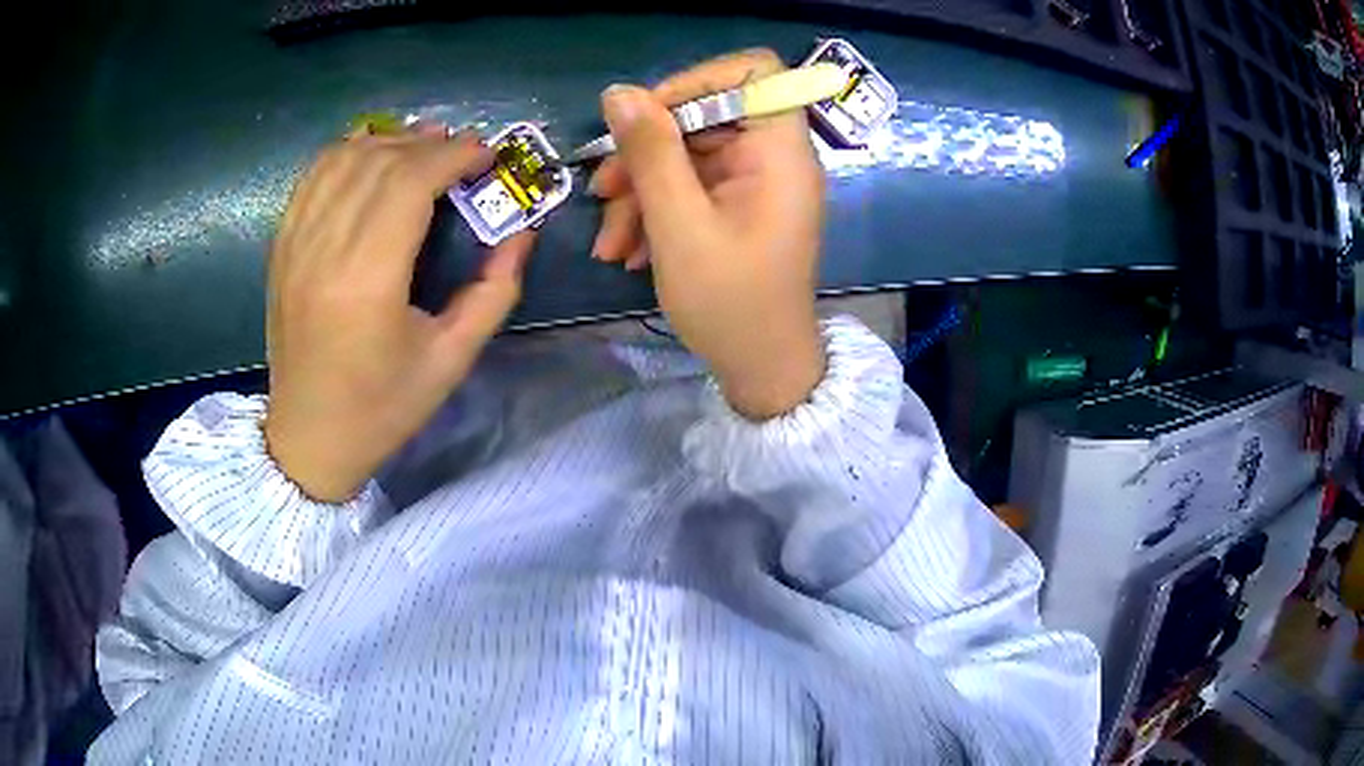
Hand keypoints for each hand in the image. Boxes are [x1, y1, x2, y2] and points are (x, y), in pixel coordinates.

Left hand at [265, 125, 534, 501]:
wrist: (309, 438)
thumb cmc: (382, 407)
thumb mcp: (452, 360)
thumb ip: (494, 292)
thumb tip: (522, 235)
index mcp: (368, 281)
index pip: (409, 183)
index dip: (453, 156)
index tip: (487, 155)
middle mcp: (325, 250)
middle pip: (379, 163)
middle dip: (429, 144)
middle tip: (463, 152)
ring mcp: (295, 246)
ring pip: (342, 160)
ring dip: (388, 142)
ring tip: (422, 147)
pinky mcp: (281, 248)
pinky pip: (312, 179)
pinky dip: (346, 154)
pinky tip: (371, 156)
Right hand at [590, 50, 826, 419]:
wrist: (760, 369)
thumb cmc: (730, 304)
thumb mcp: (679, 226)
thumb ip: (651, 153)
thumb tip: (618, 92)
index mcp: (779, 151)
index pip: (753, 71)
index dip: (697, 81)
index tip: (648, 116)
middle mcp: (773, 156)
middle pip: (705, 115)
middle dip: (646, 151)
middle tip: (602, 191)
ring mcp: (754, 182)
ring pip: (687, 155)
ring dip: (640, 190)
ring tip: (609, 241)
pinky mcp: (737, 205)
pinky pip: (691, 185)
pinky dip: (655, 210)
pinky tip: (626, 251)